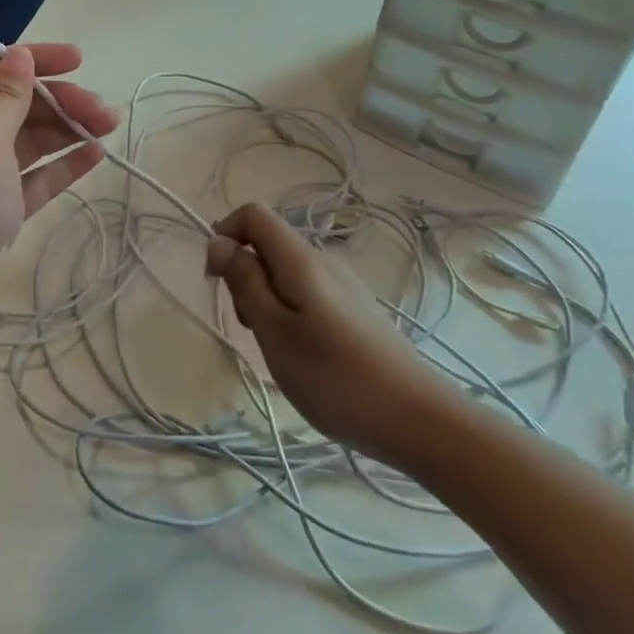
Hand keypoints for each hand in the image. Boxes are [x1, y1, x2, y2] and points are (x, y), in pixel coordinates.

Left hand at [0, 43, 118, 320]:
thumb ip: (7, 96)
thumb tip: (19, 54)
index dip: (36, 60)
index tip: (79, 61)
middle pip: (20, 105)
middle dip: (61, 100)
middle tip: (103, 111)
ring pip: (32, 140)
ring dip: (68, 130)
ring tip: (108, 128)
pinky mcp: (0, 209)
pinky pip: (36, 177)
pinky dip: (62, 165)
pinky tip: (94, 156)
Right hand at [205, 204, 459, 466]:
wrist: (418, 420)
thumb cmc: (334, 376)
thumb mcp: (273, 330)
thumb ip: (244, 281)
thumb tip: (219, 241)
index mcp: (301, 258)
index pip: (253, 214)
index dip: (226, 235)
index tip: (216, 280)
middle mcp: (324, 260)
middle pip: (268, 245)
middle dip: (245, 276)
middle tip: (251, 327)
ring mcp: (344, 285)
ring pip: (286, 273)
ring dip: (266, 299)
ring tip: (277, 348)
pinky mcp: (356, 309)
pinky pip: (308, 293)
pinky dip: (290, 313)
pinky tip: (304, 355)